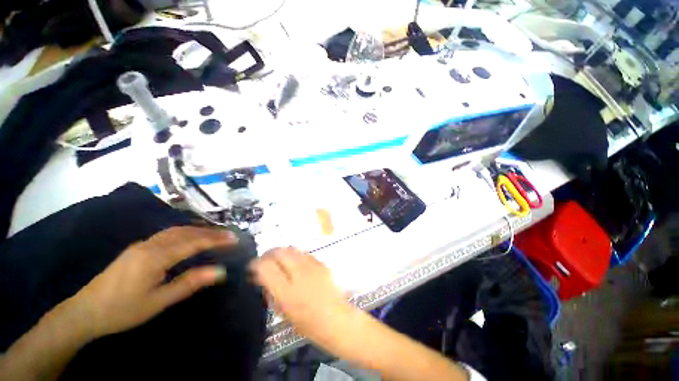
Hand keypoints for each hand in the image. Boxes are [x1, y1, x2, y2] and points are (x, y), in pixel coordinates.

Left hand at [72, 226, 236, 338]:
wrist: (84, 312)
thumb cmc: (122, 310)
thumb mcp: (158, 301)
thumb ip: (189, 283)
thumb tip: (220, 271)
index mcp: (155, 257)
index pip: (193, 242)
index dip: (216, 239)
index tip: (234, 238)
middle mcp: (150, 244)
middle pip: (185, 231)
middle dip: (209, 231)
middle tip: (229, 234)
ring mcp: (141, 245)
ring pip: (175, 230)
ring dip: (198, 230)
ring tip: (215, 234)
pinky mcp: (137, 249)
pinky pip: (167, 234)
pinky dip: (185, 232)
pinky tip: (189, 237)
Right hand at [250, 247, 354, 343]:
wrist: (336, 318)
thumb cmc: (308, 322)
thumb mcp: (283, 311)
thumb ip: (271, 291)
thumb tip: (261, 276)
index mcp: (287, 291)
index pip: (265, 267)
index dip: (255, 264)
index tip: (252, 267)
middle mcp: (299, 273)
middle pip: (279, 252)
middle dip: (268, 254)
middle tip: (265, 262)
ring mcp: (312, 265)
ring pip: (291, 248)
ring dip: (282, 253)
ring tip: (280, 261)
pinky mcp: (321, 262)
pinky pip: (304, 253)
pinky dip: (295, 255)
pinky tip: (296, 264)